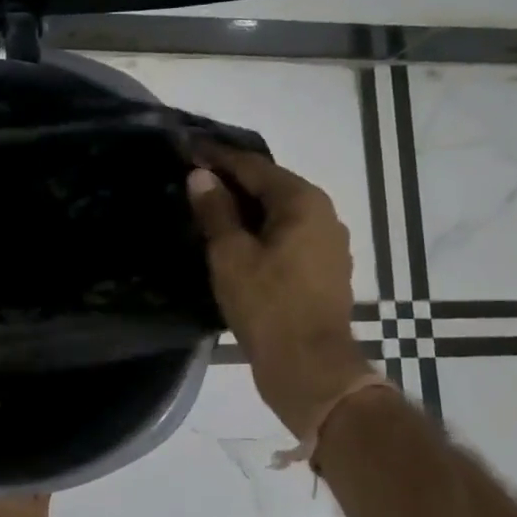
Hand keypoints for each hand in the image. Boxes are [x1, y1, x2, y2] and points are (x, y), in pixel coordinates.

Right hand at [187, 145, 373, 438]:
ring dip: (245, 207)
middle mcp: (322, 213)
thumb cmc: (268, 306)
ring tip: (208, 206)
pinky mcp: (324, 268)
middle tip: (193, 176)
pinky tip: (235, 239)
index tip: (188, 148)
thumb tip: (200, 176)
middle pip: (270, 186)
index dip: (217, 157)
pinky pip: (286, 235)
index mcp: (302, 201)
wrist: (310, 368)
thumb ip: (215, 210)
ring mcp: (328, 242)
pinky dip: (260, 230)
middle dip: (231, 180)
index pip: (252, 166)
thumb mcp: (230, 255)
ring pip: (278, 212)